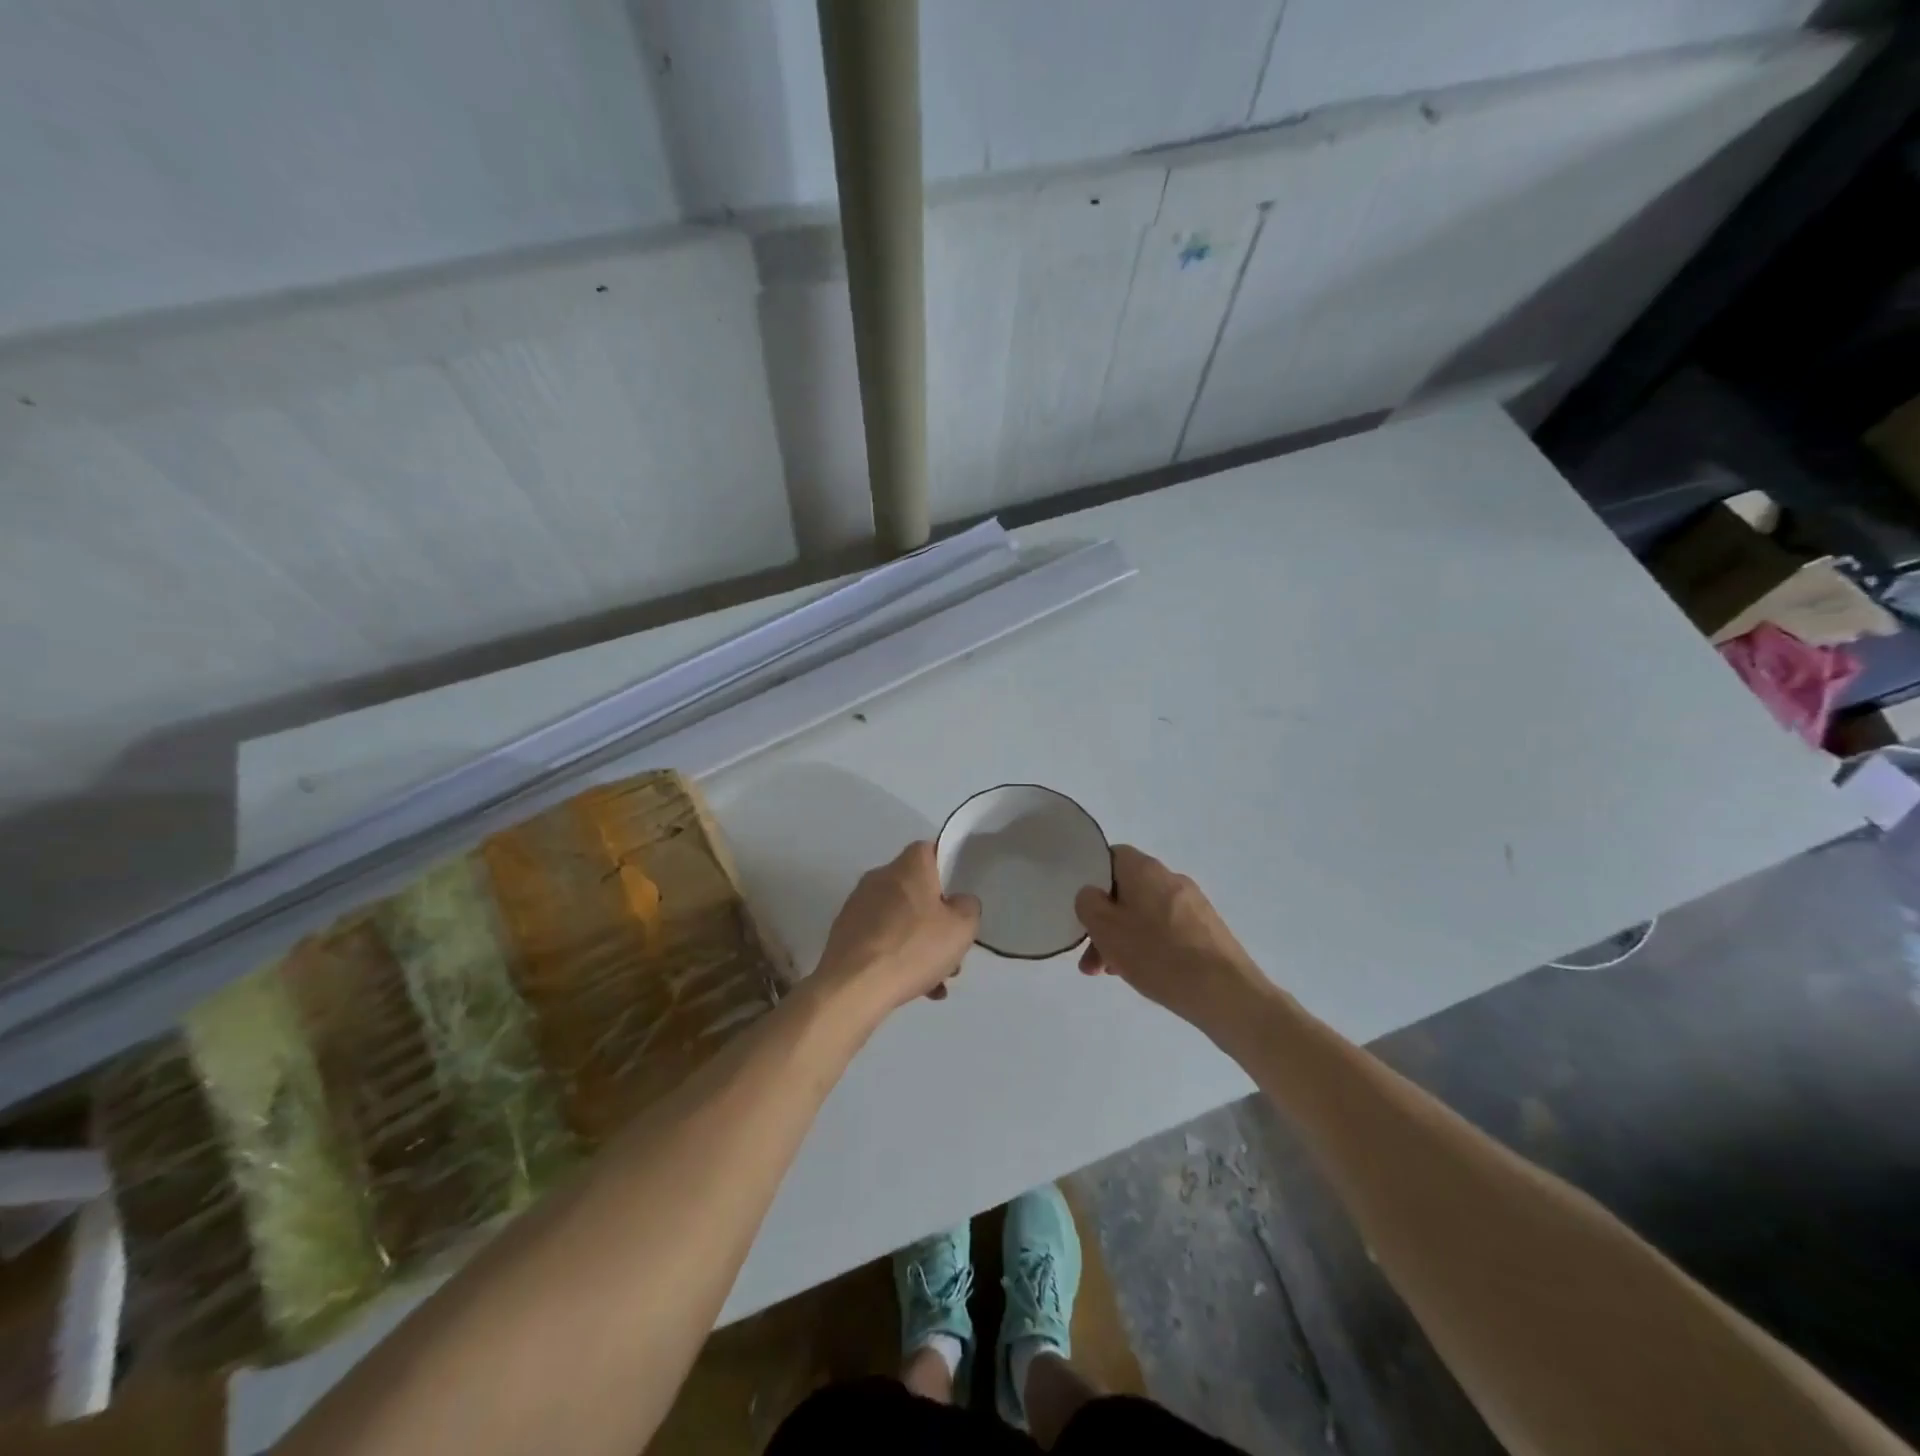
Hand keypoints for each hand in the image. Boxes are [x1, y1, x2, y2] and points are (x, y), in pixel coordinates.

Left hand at [812, 842, 980, 1016]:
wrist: (853, 987)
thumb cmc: (913, 948)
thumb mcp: (962, 928)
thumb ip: (968, 907)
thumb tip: (958, 902)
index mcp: (908, 867)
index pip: (929, 850)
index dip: (946, 869)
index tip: (957, 897)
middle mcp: (879, 877)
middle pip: (916, 890)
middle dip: (936, 920)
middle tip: (950, 950)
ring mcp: (858, 905)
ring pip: (900, 919)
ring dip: (919, 944)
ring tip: (934, 981)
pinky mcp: (845, 932)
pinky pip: (881, 939)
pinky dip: (897, 957)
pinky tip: (911, 988)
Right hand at [1074, 845, 1266, 1024]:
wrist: (1226, 993)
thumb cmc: (1158, 955)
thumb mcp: (1106, 928)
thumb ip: (1088, 904)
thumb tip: (1092, 894)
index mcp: (1145, 869)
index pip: (1111, 857)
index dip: (1092, 879)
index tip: (1083, 908)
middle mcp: (1171, 878)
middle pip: (1127, 891)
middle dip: (1105, 922)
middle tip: (1091, 958)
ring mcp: (1193, 904)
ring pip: (1145, 914)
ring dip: (1124, 938)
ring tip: (1113, 973)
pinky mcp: (1207, 930)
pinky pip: (1166, 930)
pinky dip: (1149, 946)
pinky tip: (1145, 974)